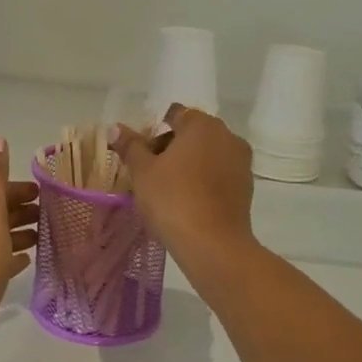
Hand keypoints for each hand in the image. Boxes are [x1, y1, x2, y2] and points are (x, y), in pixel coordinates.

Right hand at [110, 105, 256, 270]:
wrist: (213, 246)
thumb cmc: (173, 199)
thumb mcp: (142, 172)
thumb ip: (130, 146)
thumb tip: (115, 128)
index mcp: (202, 125)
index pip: (175, 115)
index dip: (154, 132)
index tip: (141, 155)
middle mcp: (227, 136)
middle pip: (192, 134)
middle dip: (170, 149)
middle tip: (149, 174)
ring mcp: (241, 163)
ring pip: (207, 156)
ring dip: (187, 166)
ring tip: (166, 190)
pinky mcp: (246, 188)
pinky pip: (218, 176)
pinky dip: (203, 182)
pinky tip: (187, 202)